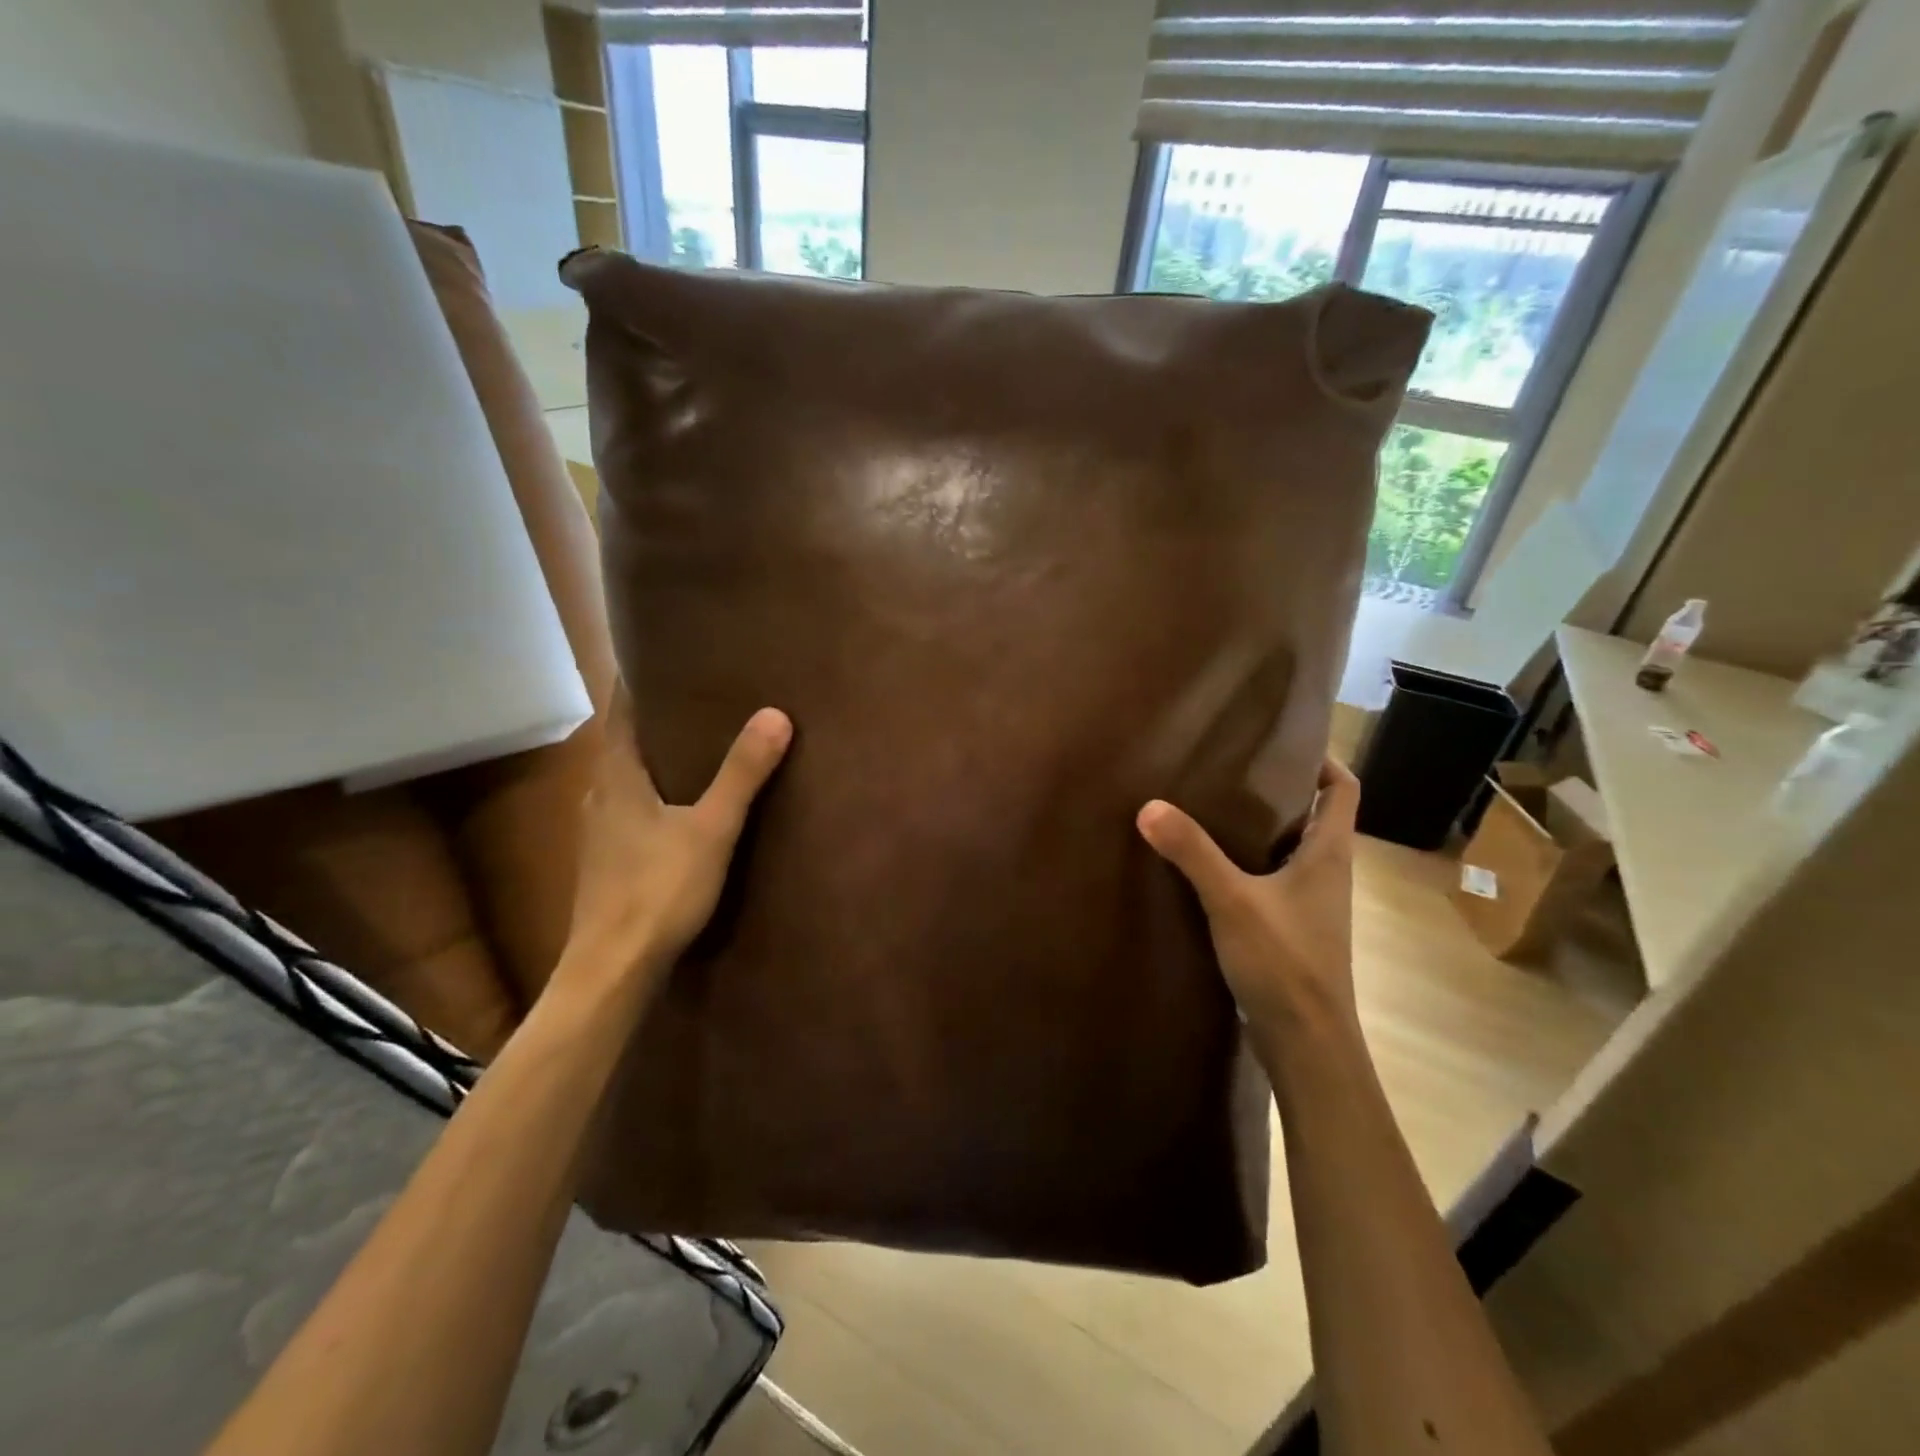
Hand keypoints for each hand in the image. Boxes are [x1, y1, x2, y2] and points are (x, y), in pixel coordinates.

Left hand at [556, 686, 791, 1005]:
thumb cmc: (658, 890)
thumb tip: (775, 715)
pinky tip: (680, 810)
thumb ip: (742, 774)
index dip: (637, 683)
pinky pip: (629, 811)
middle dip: (654, 721)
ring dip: (654, 761)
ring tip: (696, 748)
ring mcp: (598, 834)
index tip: (664, 659)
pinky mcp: (606, 864)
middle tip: (697, 699)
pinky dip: (652, 796)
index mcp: (616, 778)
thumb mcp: (711, 829)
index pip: (620, 712)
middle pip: (622, 745)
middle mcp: (598, 797)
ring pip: (625, 781)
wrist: (612, 970)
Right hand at [1137, 757, 1360, 1040]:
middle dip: (1277, 788)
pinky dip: (1247, 864)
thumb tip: (1149, 806)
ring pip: (1290, 849)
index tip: (1282, 739)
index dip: (1322, 758)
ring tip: (1210, 807)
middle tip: (1228, 767)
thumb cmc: (1285, 963)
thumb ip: (1192, 853)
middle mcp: (1327, 872)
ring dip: (1259, 828)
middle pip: (1313, 814)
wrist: (1307, 1044)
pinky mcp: (1290, 929)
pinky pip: (1272, 880)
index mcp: (1329, 853)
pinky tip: (1207, 866)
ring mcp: (1310, 904)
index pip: (1343, 788)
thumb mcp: (1232, 901)